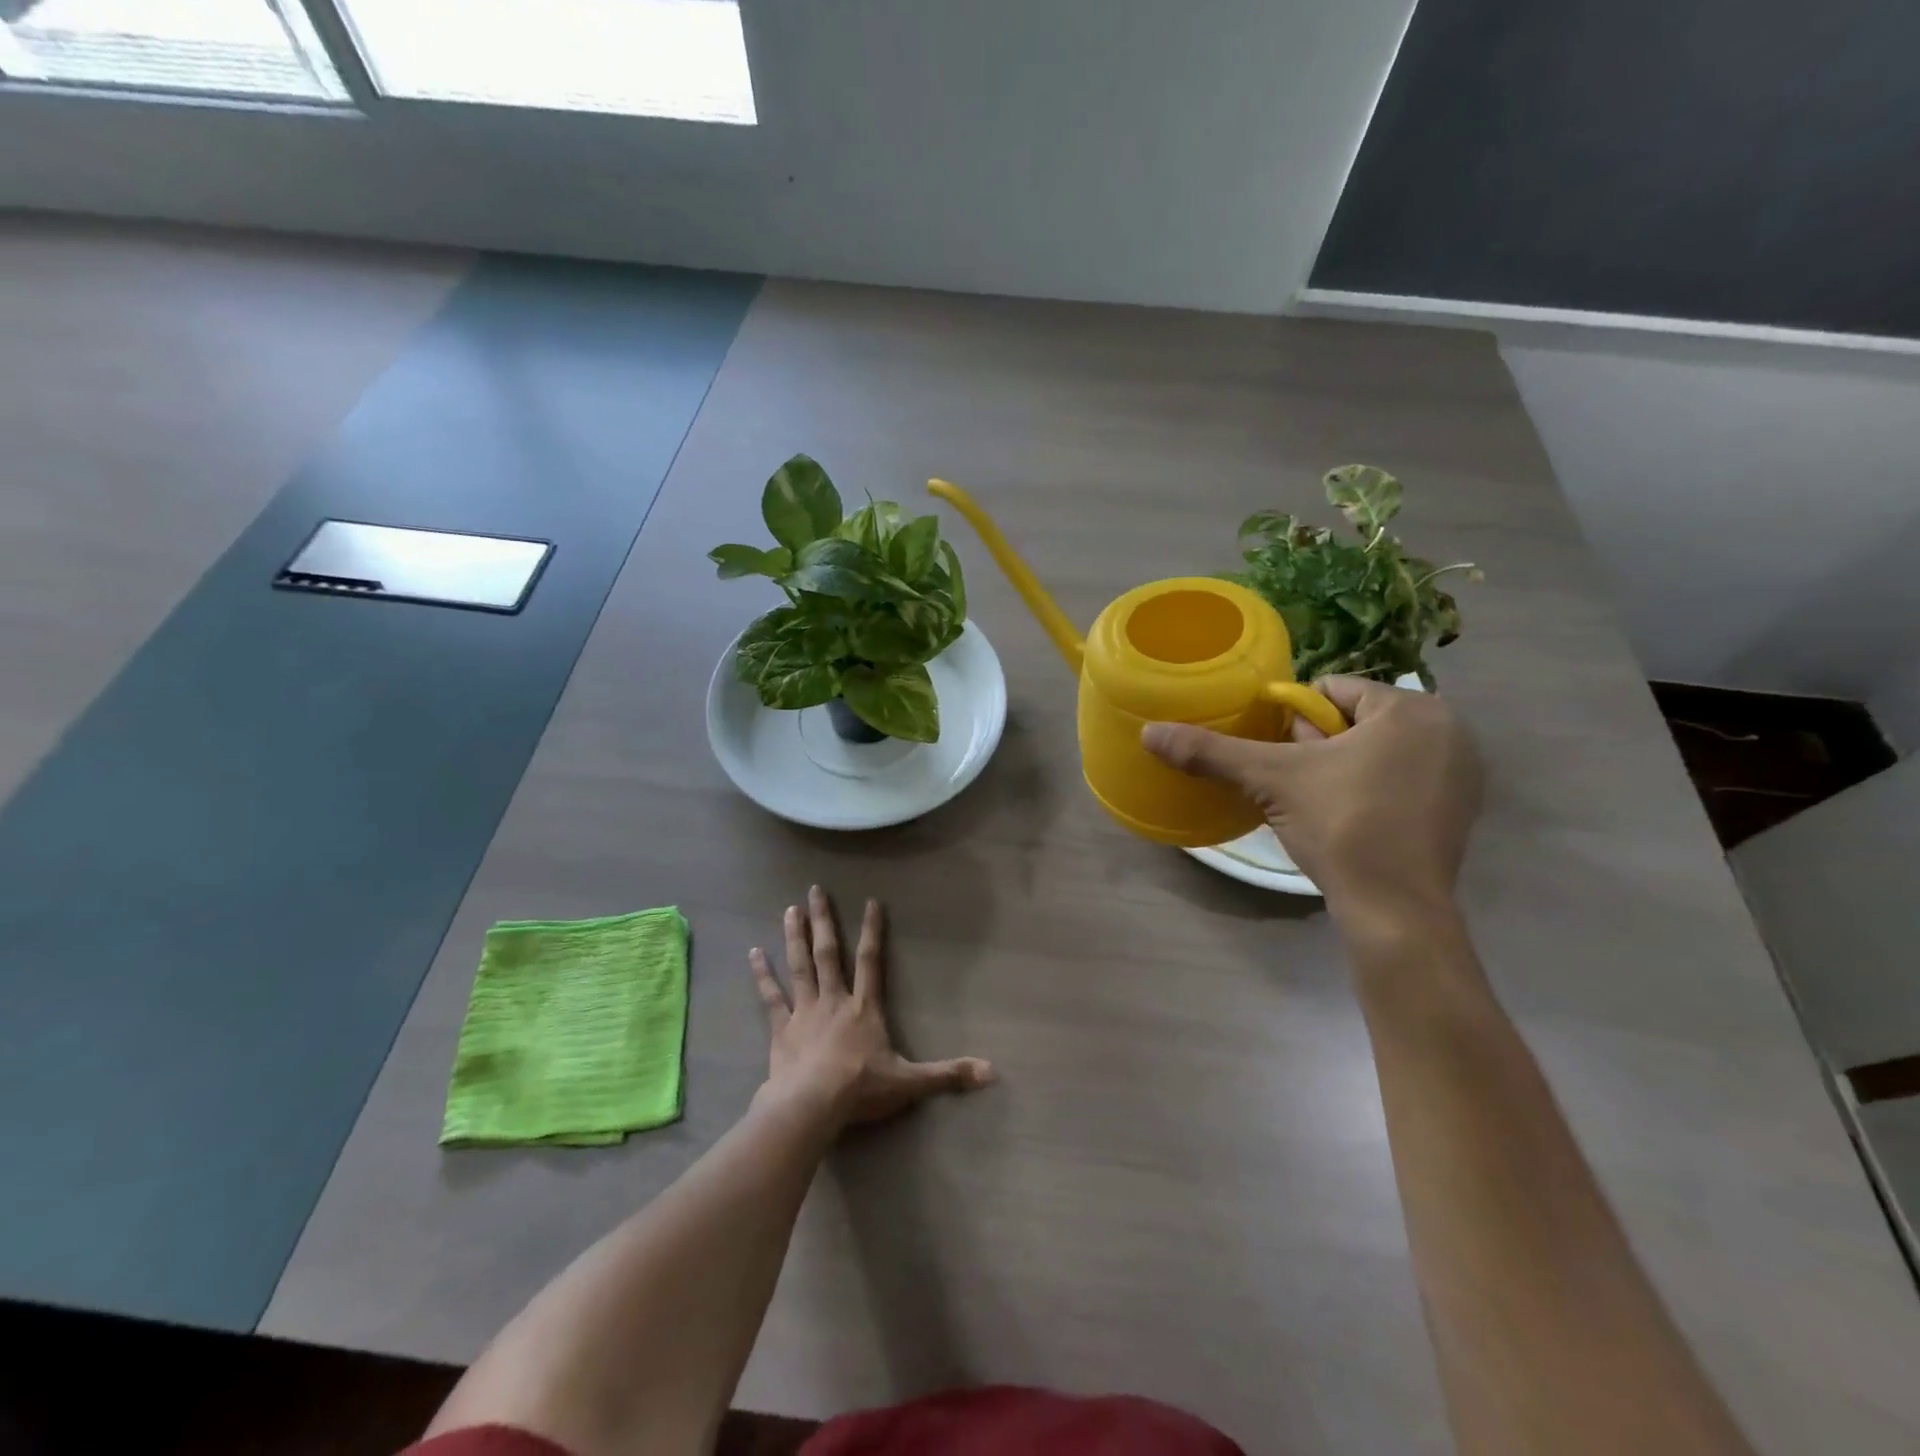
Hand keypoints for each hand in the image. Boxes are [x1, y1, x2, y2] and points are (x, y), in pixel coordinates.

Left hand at [750, 886, 994, 1128]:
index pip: (871, 960)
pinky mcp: (781, 1028)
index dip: (873, 930)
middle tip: (815, 890)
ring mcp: (805, 1011)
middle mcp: (834, 1000)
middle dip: (823, 920)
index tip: (871, 901)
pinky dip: (762, 975)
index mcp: (864, 1008)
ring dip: (795, 937)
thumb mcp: (911, 1082)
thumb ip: (948, 1074)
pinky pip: (770, 996)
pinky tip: (753, 953)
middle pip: (828, 953)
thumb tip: (992, 1073)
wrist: (812, 1105)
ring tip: (790, 909)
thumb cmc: (861, 1090)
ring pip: (799, 966)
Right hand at [1143, 677, 1482, 918]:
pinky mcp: (1460, 810)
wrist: (1394, 909)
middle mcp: (1448, 730)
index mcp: (1411, 708)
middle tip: (1295, 782)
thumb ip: (1211, 751)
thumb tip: (1148, 732)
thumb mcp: (1270, 779)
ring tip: (1316, 803)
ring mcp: (1461, 773)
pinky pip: (1401, 779)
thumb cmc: (1341, 825)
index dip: (1293, 719)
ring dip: (1342, 767)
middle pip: (1355, 719)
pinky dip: (1372, 790)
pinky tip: (1349, 821)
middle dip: (1317, 744)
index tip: (1280, 756)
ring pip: (1378, 750)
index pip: (1332, 691)